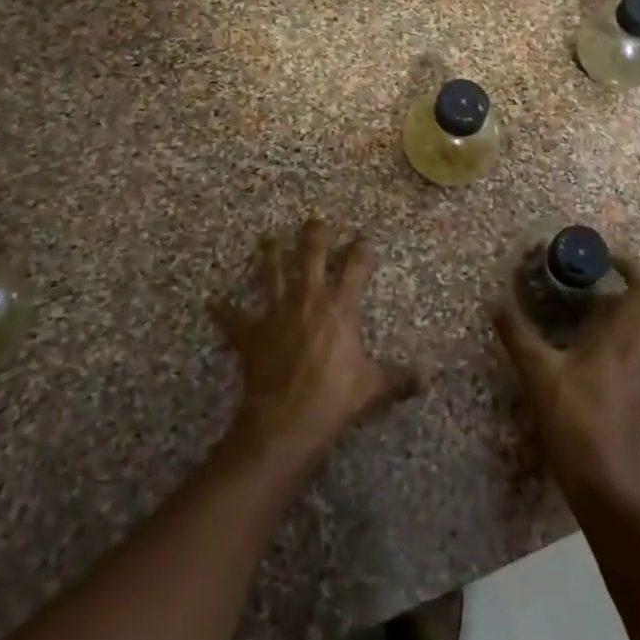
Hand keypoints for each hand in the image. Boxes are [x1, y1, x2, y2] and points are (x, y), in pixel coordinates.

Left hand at [210, 218, 420, 472]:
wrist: (287, 419)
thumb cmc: (334, 398)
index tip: (364, 236)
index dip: (362, 249)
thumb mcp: (373, 388)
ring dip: (269, 254)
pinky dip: (222, 309)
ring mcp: (276, 312)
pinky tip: (212, 300)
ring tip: (268, 237)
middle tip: (316, 220)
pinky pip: (232, 317)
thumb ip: (400, 379)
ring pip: (271, 272)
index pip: (356, 267)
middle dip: (315, 234)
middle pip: (311, 255)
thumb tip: (427, 378)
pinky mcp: (251, 332)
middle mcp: (309, 299)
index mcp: (341, 307)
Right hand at [492, 254, 639, 511]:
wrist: (607, 488)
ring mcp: (639, 375)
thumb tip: (495, 302)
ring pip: (638, 330)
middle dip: (621, 285)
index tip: (604, 257)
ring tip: (578, 307)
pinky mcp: (633, 395)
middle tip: (587, 279)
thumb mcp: (539, 376)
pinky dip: (612, 335)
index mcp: (622, 340)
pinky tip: (579, 345)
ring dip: (616, 311)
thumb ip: (517, 336)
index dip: (630, 267)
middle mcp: (638, 352)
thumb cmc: (576, 425)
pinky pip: (630, 349)